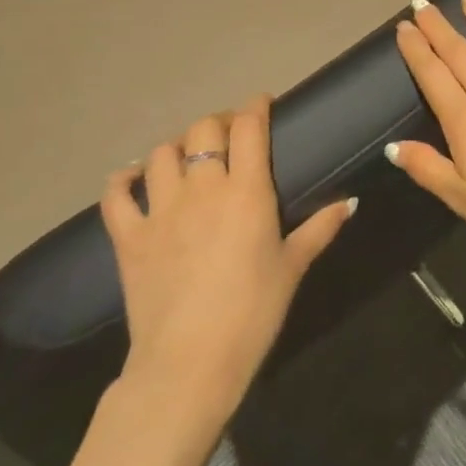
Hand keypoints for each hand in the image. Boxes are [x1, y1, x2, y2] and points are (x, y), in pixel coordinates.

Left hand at [100, 97, 353, 428]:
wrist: (190, 361)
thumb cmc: (253, 310)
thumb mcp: (294, 266)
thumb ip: (320, 227)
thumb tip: (349, 202)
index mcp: (247, 191)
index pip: (249, 128)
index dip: (255, 107)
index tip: (262, 104)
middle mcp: (202, 189)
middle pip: (202, 130)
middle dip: (217, 123)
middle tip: (229, 135)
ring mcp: (160, 211)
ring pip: (160, 154)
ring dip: (176, 146)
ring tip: (187, 156)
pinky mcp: (128, 237)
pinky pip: (115, 195)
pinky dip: (123, 179)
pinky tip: (133, 178)